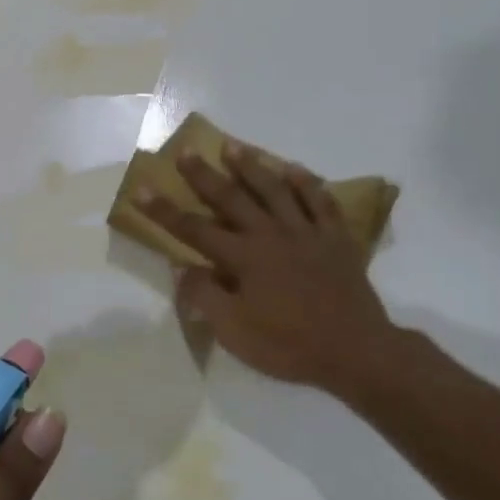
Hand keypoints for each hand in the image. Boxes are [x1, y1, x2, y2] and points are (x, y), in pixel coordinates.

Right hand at [141, 144, 407, 401]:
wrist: (357, 352)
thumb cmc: (290, 345)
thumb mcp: (235, 332)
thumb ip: (205, 296)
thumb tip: (181, 266)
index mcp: (244, 258)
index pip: (194, 229)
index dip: (164, 210)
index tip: (142, 189)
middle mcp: (271, 235)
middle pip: (231, 198)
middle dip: (204, 175)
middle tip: (186, 152)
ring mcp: (306, 233)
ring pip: (274, 190)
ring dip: (252, 166)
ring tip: (233, 147)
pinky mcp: (336, 238)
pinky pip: (320, 201)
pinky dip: (306, 183)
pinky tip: (293, 169)